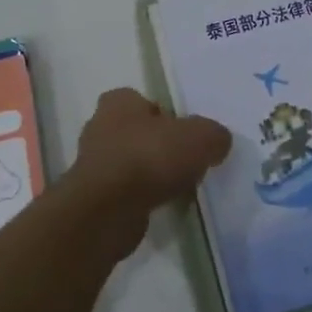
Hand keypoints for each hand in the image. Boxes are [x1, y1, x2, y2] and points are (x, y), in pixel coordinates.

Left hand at [73, 88, 231, 211]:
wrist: (107, 211)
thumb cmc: (150, 158)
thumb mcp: (200, 138)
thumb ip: (214, 135)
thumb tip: (217, 142)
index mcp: (118, 102)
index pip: (142, 100)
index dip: (165, 115)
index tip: (185, 133)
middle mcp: (100, 127)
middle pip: (138, 132)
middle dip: (159, 145)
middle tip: (186, 160)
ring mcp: (93, 164)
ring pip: (131, 163)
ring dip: (151, 174)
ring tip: (179, 187)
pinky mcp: (94, 197)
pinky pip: (126, 191)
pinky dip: (143, 197)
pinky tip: (163, 206)